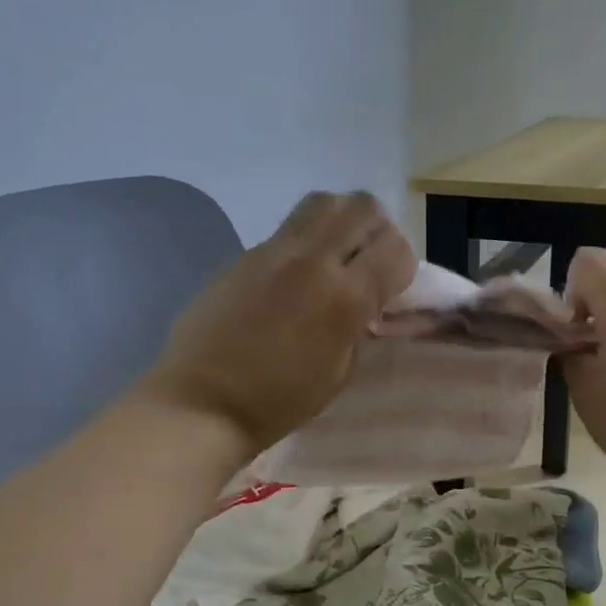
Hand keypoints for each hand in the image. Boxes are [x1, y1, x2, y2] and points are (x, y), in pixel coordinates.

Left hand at [141, 192, 416, 455]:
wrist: (202, 403)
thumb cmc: (278, 402)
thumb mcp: (339, 372)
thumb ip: (359, 325)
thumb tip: (365, 300)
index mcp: (343, 298)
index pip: (395, 248)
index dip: (404, 266)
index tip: (393, 288)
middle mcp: (311, 261)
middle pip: (362, 206)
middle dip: (377, 230)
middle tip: (369, 261)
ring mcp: (272, 252)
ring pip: (322, 202)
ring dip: (341, 221)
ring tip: (336, 256)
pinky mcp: (242, 255)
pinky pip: (286, 230)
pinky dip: (304, 243)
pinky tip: (292, 279)